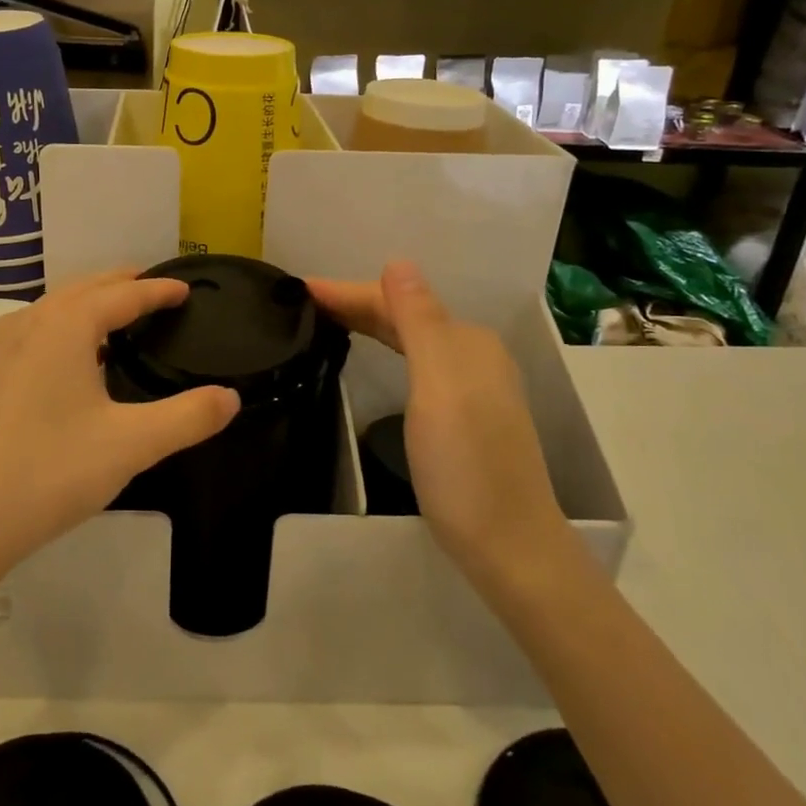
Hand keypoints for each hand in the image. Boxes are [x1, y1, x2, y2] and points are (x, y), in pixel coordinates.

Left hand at [0, 270, 238, 585]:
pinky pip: (32, 333)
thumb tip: (230, 398)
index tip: (184, 289)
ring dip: (88, 304)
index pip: (122, 295)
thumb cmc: (48, 473)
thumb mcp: (130, 445)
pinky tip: (69, 361)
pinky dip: (62, 328)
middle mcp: (26, 324)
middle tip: (154, 290)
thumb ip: (187, 418)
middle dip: (121, 285)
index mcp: (64, 326)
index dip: (157, 290)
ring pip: (52, 309)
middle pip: (83, 289)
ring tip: (117, 319)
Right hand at [307, 261, 571, 580]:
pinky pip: (415, 364)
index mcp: (466, 341)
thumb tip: (397, 262)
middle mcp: (472, 355)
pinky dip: (386, 350)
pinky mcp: (464, 416)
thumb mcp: (437, 385)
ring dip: (369, 325)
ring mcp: (471, 387)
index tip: (299, 288)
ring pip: (409, 340)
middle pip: (404, 317)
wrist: (507, 543)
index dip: (348, 292)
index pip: (398, 301)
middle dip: (355, 304)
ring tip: (325, 321)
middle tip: (300, 304)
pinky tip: (373, 356)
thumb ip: (418, 321)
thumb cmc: (465, 462)